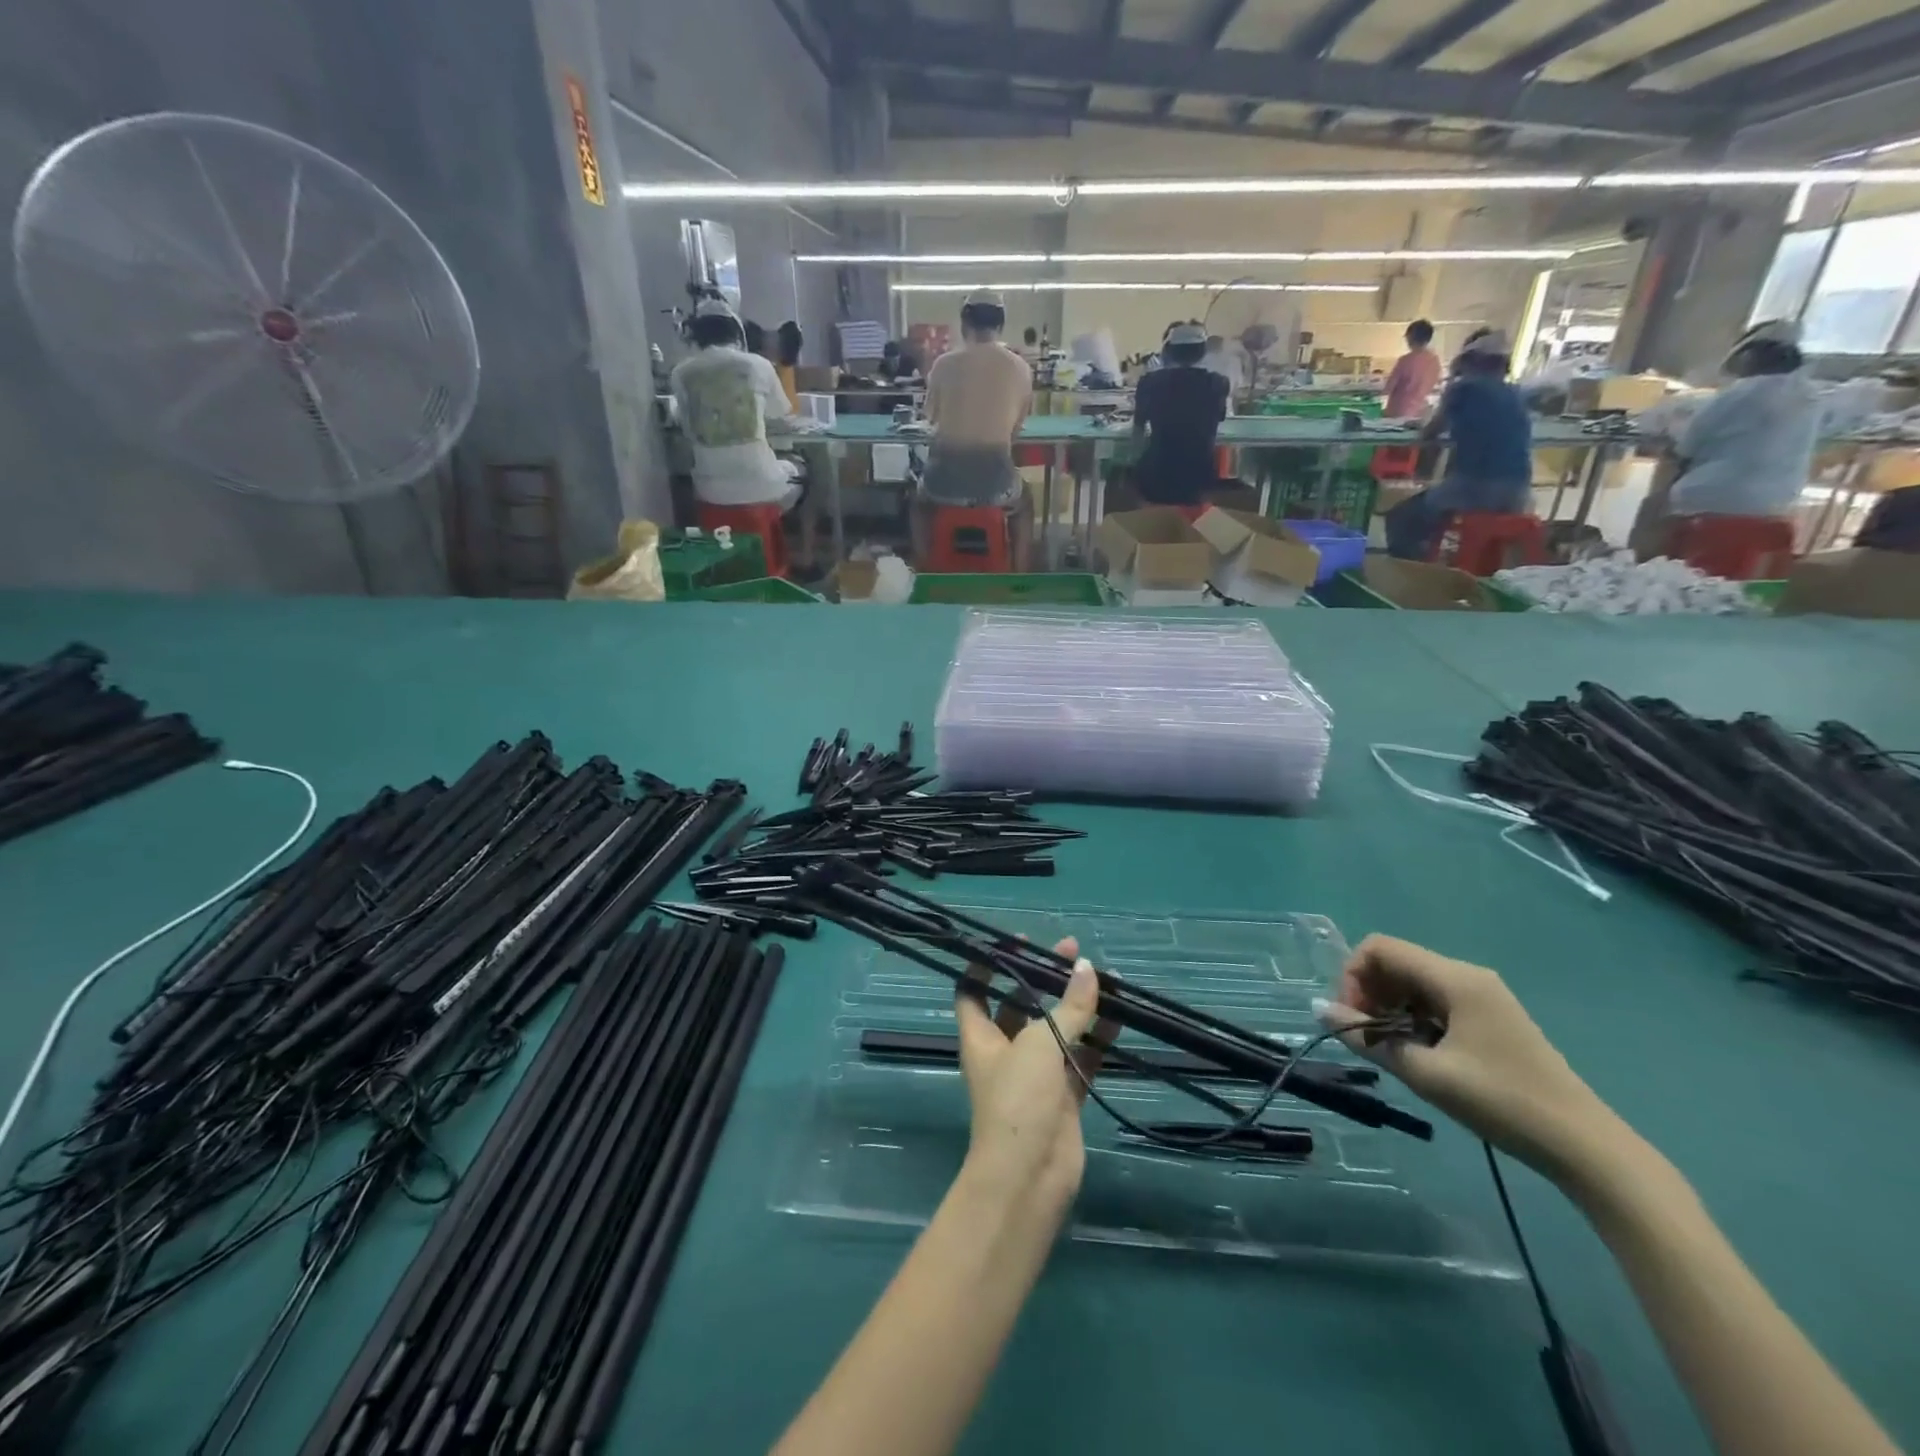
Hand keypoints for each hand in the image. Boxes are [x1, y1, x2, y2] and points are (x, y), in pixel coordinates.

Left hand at [953, 938, 1108, 1211]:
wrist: (1031, 1176)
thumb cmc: (1018, 1100)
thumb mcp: (1040, 1044)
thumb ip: (1068, 1008)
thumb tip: (1088, 969)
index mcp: (981, 1036)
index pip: (973, 989)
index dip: (988, 964)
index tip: (1014, 942)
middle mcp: (1005, 1051)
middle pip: (1021, 1004)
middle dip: (1043, 979)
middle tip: (1072, 953)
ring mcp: (1035, 1075)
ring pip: (1056, 1030)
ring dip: (1076, 1006)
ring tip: (1103, 977)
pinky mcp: (1063, 1096)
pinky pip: (1082, 1058)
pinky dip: (1098, 1038)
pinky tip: (1119, 1016)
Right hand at [1318, 935, 1624, 1181]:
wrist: (1585, 1148)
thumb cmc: (1502, 1102)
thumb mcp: (1426, 1073)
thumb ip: (1367, 1038)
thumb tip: (1317, 1010)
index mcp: (1454, 978)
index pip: (1380, 948)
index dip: (1353, 976)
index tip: (1352, 1018)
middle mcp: (1467, 975)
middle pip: (1396, 962)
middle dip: (1368, 993)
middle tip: (1365, 1037)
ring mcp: (1482, 996)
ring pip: (1413, 983)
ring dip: (1389, 1007)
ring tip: (1390, 1049)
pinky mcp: (1490, 1018)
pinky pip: (1435, 1002)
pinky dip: (1413, 1018)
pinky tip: (1419, 1053)